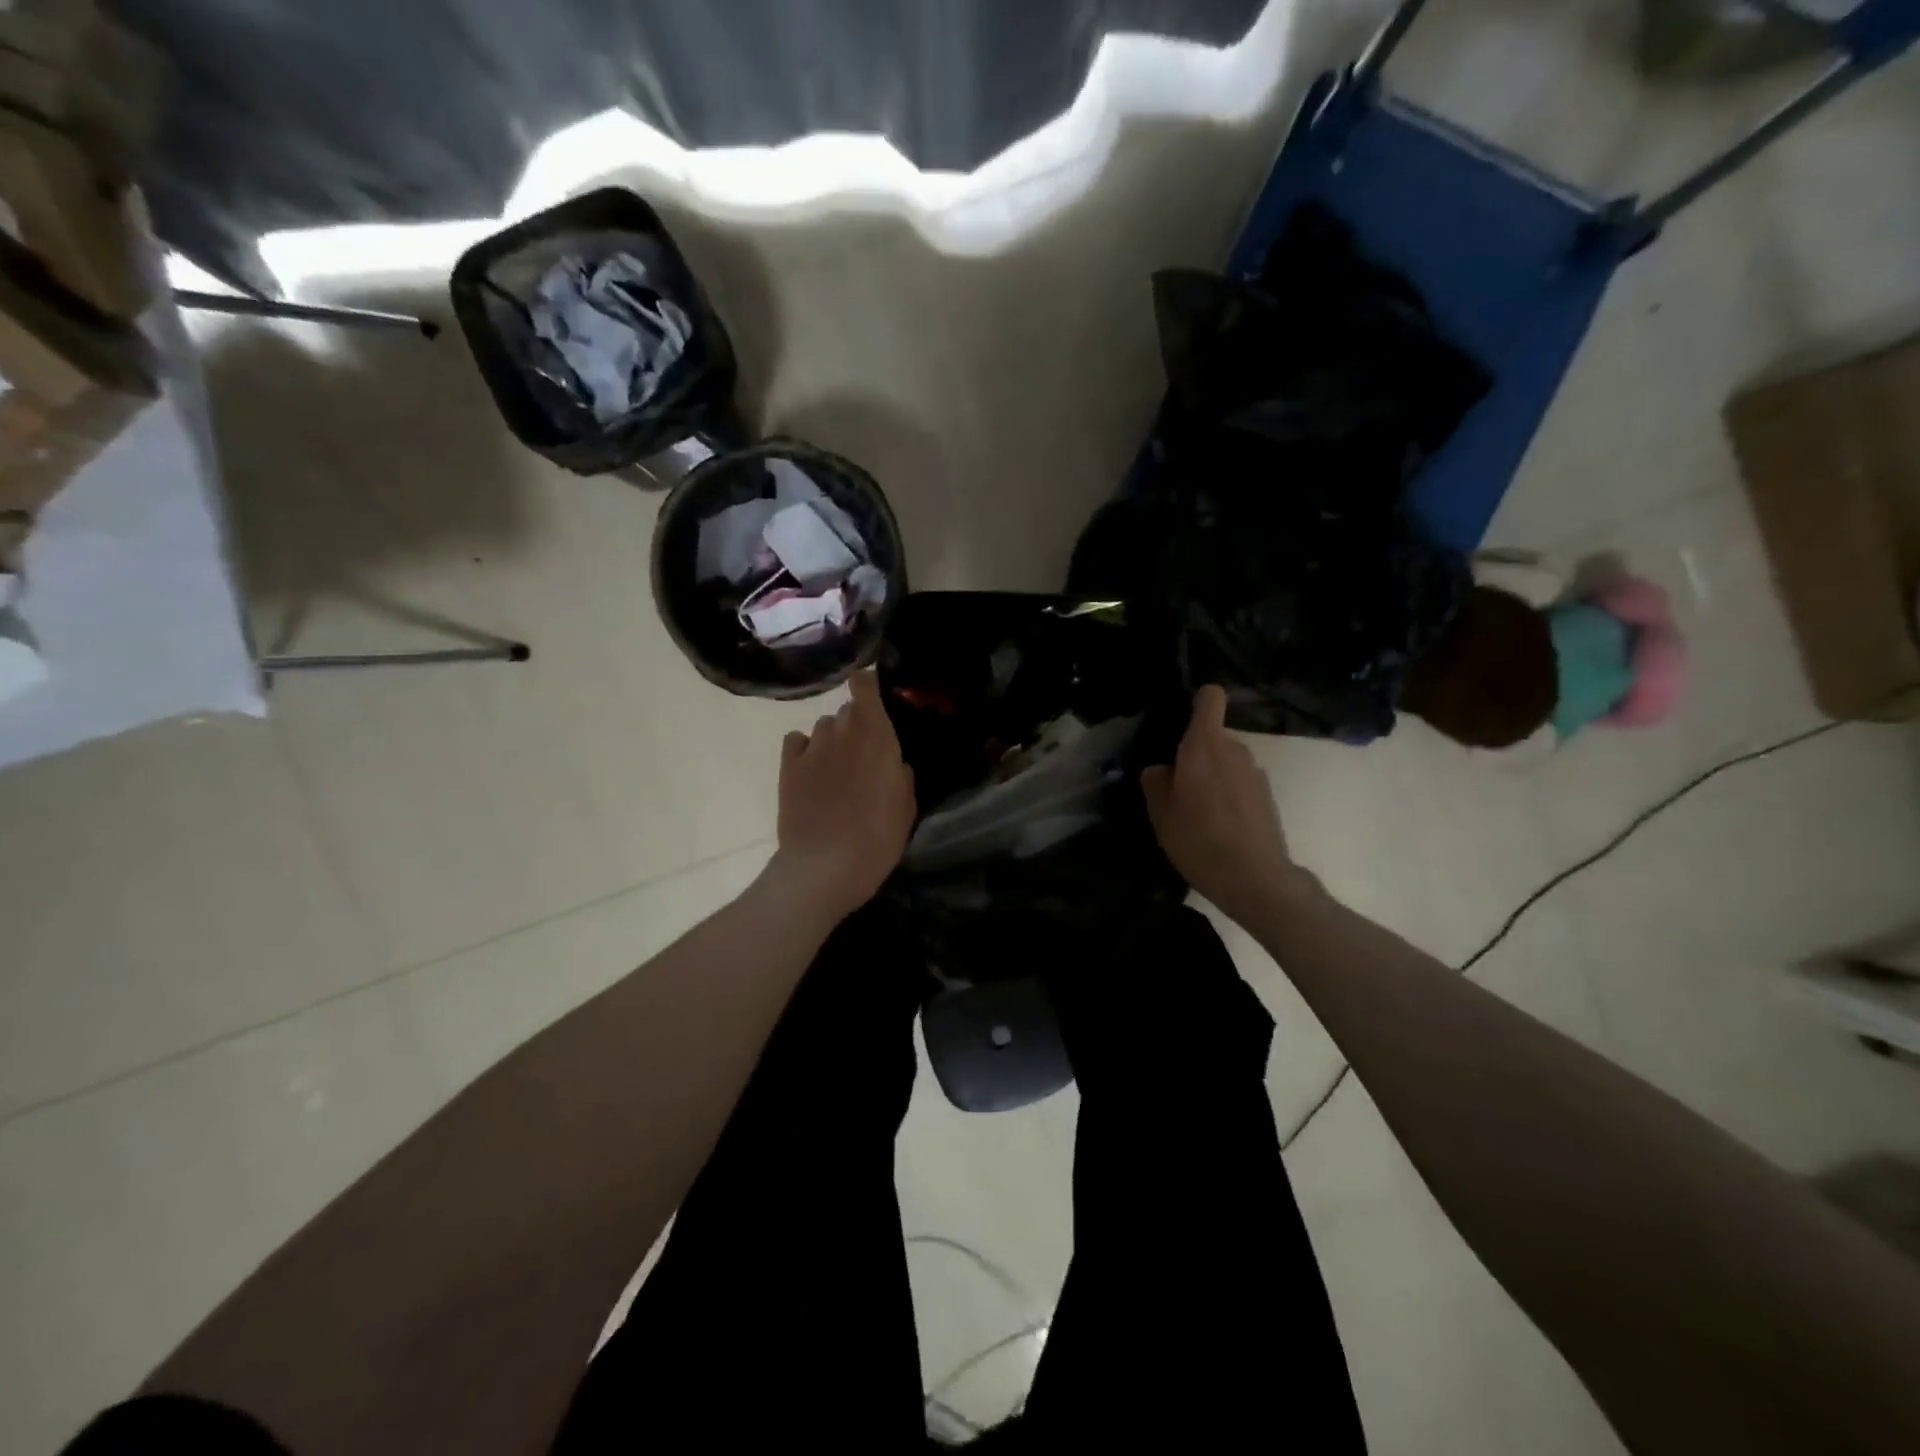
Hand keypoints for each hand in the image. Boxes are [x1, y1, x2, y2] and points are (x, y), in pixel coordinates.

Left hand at [765, 669, 915, 925]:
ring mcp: (812, 748)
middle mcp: (843, 732)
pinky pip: (797, 741)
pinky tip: (811, 771)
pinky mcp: (788, 767)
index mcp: (877, 737)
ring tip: (837, 768)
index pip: (865, 686)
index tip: (876, 698)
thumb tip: (895, 764)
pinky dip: (805, 750)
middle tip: (864, 754)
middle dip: (857, 724)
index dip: (868, 685)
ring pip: (823, 726)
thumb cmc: (877, 838)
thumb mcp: (906, 808)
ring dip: (832, 739)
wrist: (825, 866)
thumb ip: (901, 776)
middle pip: (847, 711)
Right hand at [1141, 685, 1311, 926]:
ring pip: (1226, 762)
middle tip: (1177, 790)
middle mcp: (1234, 750)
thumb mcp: (1160, 814)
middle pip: (1212, 737)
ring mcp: (1256, 772)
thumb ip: (1156, 782)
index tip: (1182, 723)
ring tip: (1198, 814)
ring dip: (1212, 778)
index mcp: (1204, 746)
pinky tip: (1220, 828)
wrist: (1255, 879)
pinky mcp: (1267, 796)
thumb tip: (1161, 769)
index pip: (1210, 698)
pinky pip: (1240, 783)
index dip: (1197, 702)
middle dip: (1195, 755)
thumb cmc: (1198, 840)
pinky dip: (1229, 796)